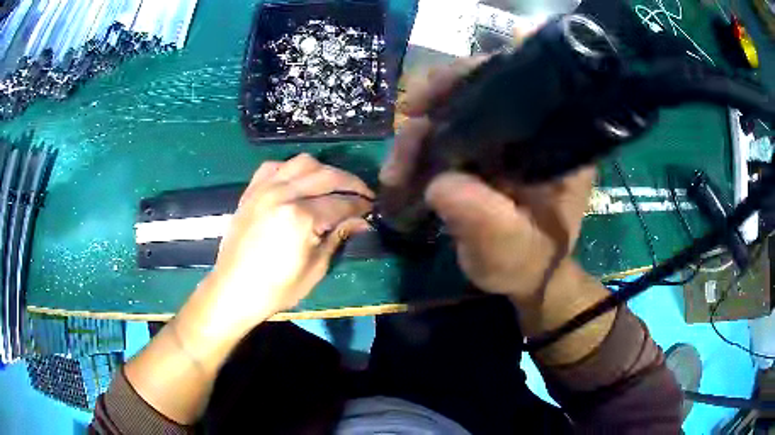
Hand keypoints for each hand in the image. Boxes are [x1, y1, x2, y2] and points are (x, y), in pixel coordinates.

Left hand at [206, 154, 372, 329]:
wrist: (233, 289)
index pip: (341, 203)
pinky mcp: (251, 190)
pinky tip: (298, 181)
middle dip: (351, 183)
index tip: (372, 208)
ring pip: (302, 162)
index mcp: (301, 217)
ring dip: (324, 170)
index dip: (360, 205)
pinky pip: (275, 166)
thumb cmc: (276, 288)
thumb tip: (361, 221)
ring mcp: (264, 189)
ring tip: (333, 185)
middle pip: (326, 175)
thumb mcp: (314, 269)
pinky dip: (291, 169)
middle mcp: (283, 194)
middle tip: (363, 193)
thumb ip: (337, 237)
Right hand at [382, 58, 594, 306]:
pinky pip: (450, 129)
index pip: (522, 82)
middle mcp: (535, 128)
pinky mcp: (487, 148)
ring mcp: (508, 136)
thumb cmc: (528, 262)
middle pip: (483, 85)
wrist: (525, 275)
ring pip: (458, 106)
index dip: (476, 76)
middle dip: (436, 99)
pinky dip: (422, 143)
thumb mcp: (509, 250)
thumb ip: (484, 221)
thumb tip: (438, 185)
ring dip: (420, 130)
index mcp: (557, 142)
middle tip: (405, 129)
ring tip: (394, 170)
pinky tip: (403, 167)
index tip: (435, 97)